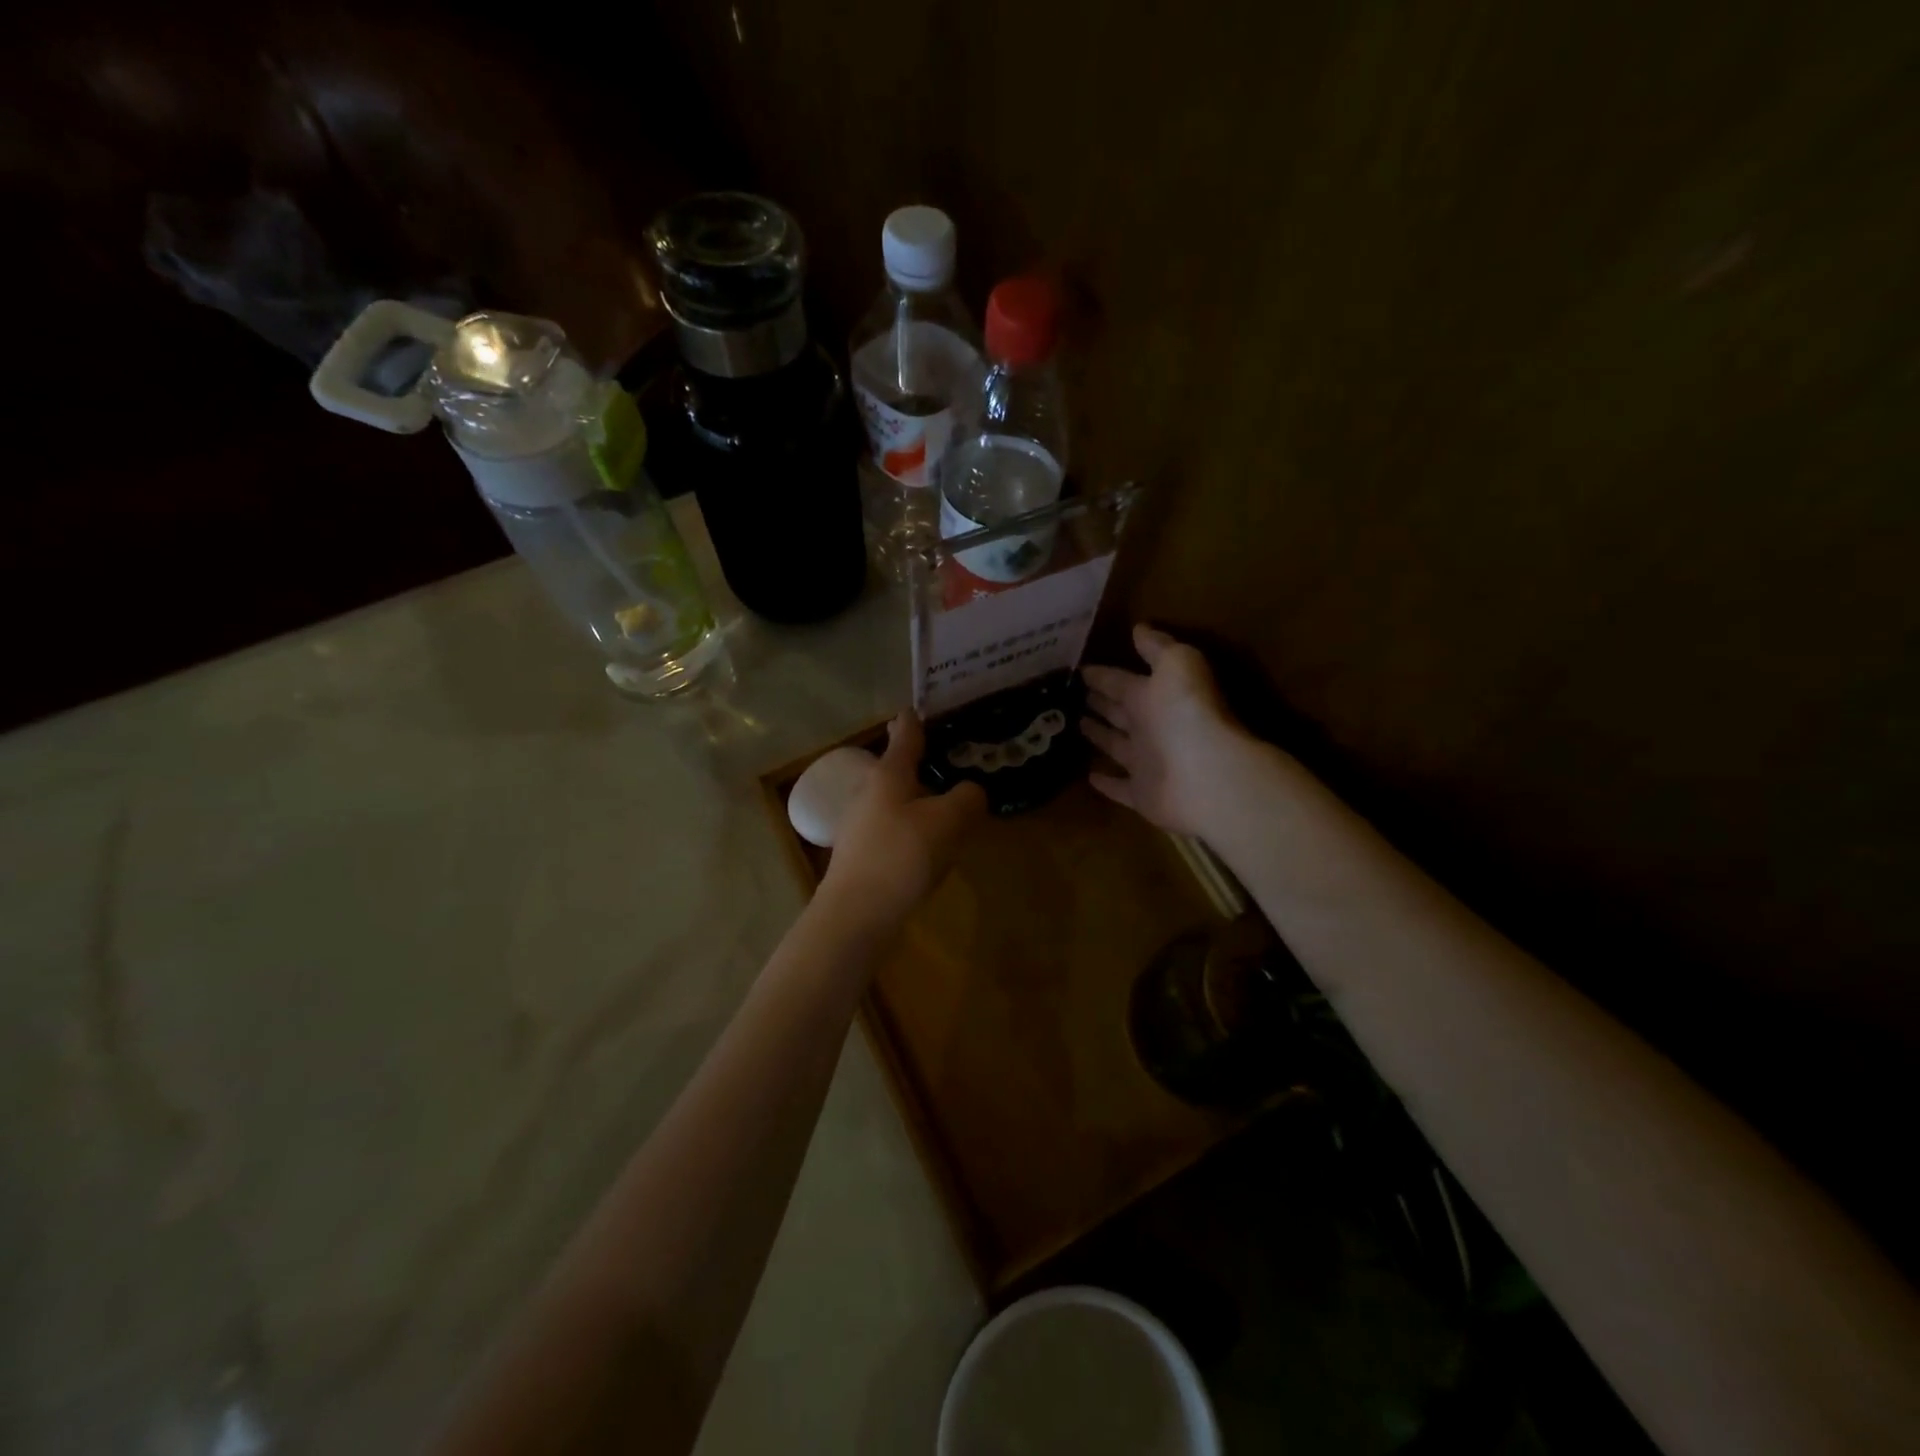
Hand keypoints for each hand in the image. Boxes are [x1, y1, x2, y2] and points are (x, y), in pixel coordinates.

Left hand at [820, 712, 986, 923]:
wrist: (857, 913)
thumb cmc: (902, 854)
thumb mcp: (948, 821)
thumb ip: (967, 798)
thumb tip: (971, 791)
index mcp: (889, 773)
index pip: (906, 732)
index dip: (918, 717)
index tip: (927, 705)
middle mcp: (871, 791)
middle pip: (898, 765)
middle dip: (922, 759)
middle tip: (954, 756)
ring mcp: (862, 823)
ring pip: (897, 797)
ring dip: (920, 794)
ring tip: (950, 800)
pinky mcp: (864, 852)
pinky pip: (896, 826)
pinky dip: (915, 824)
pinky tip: (932, 842)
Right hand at [1083, 625, 1254, 837]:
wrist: (1208, 775)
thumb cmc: (1187, 713)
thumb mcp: (1177, 664)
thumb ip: (1158, 647)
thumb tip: (1139, 628)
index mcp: (1155, 695)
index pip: (1121, 681)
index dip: (1102, 675)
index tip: (1079, 669)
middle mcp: (1151, 727)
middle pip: (1119, 711)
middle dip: (1100, 701)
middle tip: (1072, 695)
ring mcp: (1146, 762)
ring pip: (1116, 746)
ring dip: (1098, 736)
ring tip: (1075, 725)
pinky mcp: (1141, 795)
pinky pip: (1119, 786)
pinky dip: (1105, 781)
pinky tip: (1088, 774)